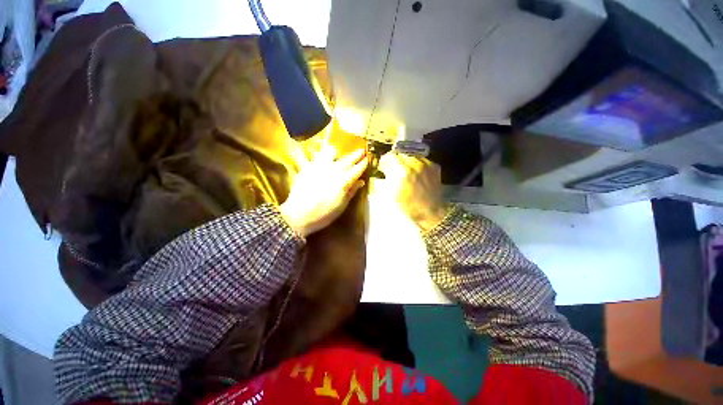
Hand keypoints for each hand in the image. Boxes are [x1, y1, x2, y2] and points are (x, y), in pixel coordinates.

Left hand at [279, 146, 367, 236]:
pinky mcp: (307, 168)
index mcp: (343, 181)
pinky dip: (318, 156)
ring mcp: (319, 167)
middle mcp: (333, 170)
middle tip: (361, 150)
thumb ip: (351, 191)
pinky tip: (317, 157)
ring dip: (335, 152)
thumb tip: (360, 182)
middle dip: (355, 154)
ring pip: (329, 152)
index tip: (367, 159)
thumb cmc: (323, 214)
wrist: (298, 215)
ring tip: (335, 152)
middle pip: (347, 159)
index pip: (357, 169)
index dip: (363, 164)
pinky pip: (314, 157)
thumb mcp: (341, 205)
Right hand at [377, 153, 449, 231]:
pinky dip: (416, 164)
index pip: (390, 157)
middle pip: (401, 154)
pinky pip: (422, 160)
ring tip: (404, 171)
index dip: (384, 161)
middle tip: (392, 168)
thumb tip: (379, 173)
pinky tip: (415, 173)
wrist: (430, 212)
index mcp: (403, 171)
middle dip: (394, 161)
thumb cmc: (408, 206)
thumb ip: (383, 181)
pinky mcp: (434, 167)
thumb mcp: (390, 195)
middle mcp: (415, 164)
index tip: (382, 166)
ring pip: (411, 155)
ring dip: (405, 161)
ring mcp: (426, 165)